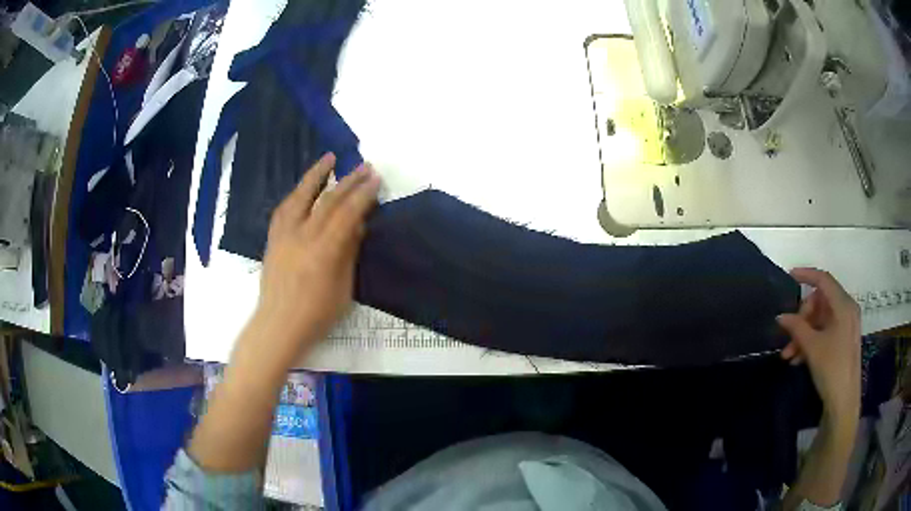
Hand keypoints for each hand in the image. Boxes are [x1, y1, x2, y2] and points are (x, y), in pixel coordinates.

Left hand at [252, 152, 380, 359]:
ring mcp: (284, 235)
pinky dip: (297, 193)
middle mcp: (302, 236)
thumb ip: (349, 253)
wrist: (278, 326)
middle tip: (364, 166)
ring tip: (330, 158)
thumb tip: (357, 225)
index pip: (347, 214)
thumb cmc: (316, 316)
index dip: (363, 194)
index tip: (375, 179)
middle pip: (327, 200)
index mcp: (323, 251)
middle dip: (348, 181)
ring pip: (300, 196)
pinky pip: (284, 208)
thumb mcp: (343, 288)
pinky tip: (304, 187)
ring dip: (316, 174)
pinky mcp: (273, 239)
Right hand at [777, 268, 860, 418]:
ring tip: (788, 354)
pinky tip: (798, 359)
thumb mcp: (812, 347)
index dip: (806, 275)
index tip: (789, 276)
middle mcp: (846, 310)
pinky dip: (811, 341)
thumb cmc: (831, 368)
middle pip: (820, 302)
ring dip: (803, 333)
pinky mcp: (843, 340)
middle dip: (802, 317)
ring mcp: (846, 326)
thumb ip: (796, 327)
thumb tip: (780, 316)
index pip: (823, 280)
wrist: (843, 401)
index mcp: (843, 305)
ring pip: (820, 320)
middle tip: (789, 334)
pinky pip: (825, 332)